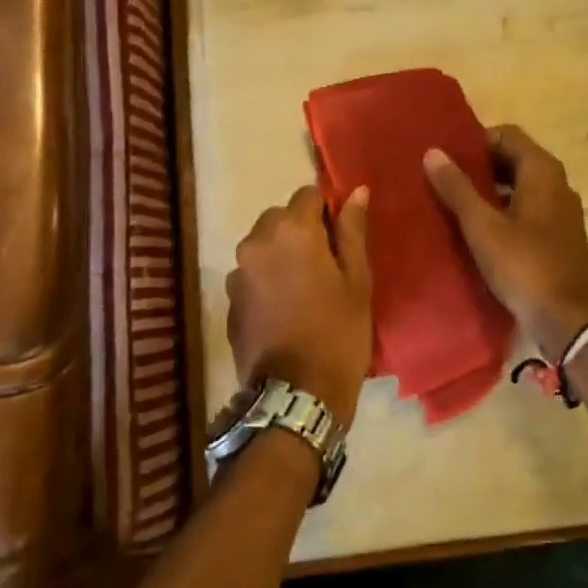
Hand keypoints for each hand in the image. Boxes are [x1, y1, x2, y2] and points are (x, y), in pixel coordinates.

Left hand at [225, 185, 372, 426]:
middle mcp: (256, 241)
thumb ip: (352, 230)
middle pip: (280, 218)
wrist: (297, 395)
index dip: (327, 209)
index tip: (341, 236)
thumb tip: (356, 191)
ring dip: (281, 254)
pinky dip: (267, 279)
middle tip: (327, 265)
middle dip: (301, 230)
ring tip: (305, 289)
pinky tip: (285, 308)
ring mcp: (238, 272)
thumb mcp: (357, 279)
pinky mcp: (230, 300)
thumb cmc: (338, 332)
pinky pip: (251, 274)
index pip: (308, 194)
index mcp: (292, 230)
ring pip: (263, 245)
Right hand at [424, 125, 587, 359]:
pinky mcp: (557, 235)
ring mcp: (560, 210)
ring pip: (518, 185)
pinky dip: (502, 209)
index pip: (506, 134)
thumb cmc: (524, 265)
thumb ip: (457, 188)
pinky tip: (476, 228)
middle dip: (478, 165)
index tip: (446, 155)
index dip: (475, 140)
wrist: (569, 319)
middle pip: (513, 158)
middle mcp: (556, 183)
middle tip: (443, 177)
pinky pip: (525, 208)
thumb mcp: (482, 226)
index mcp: (542, 171)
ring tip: (453, 201)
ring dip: (488, 188)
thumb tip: (433, 152)